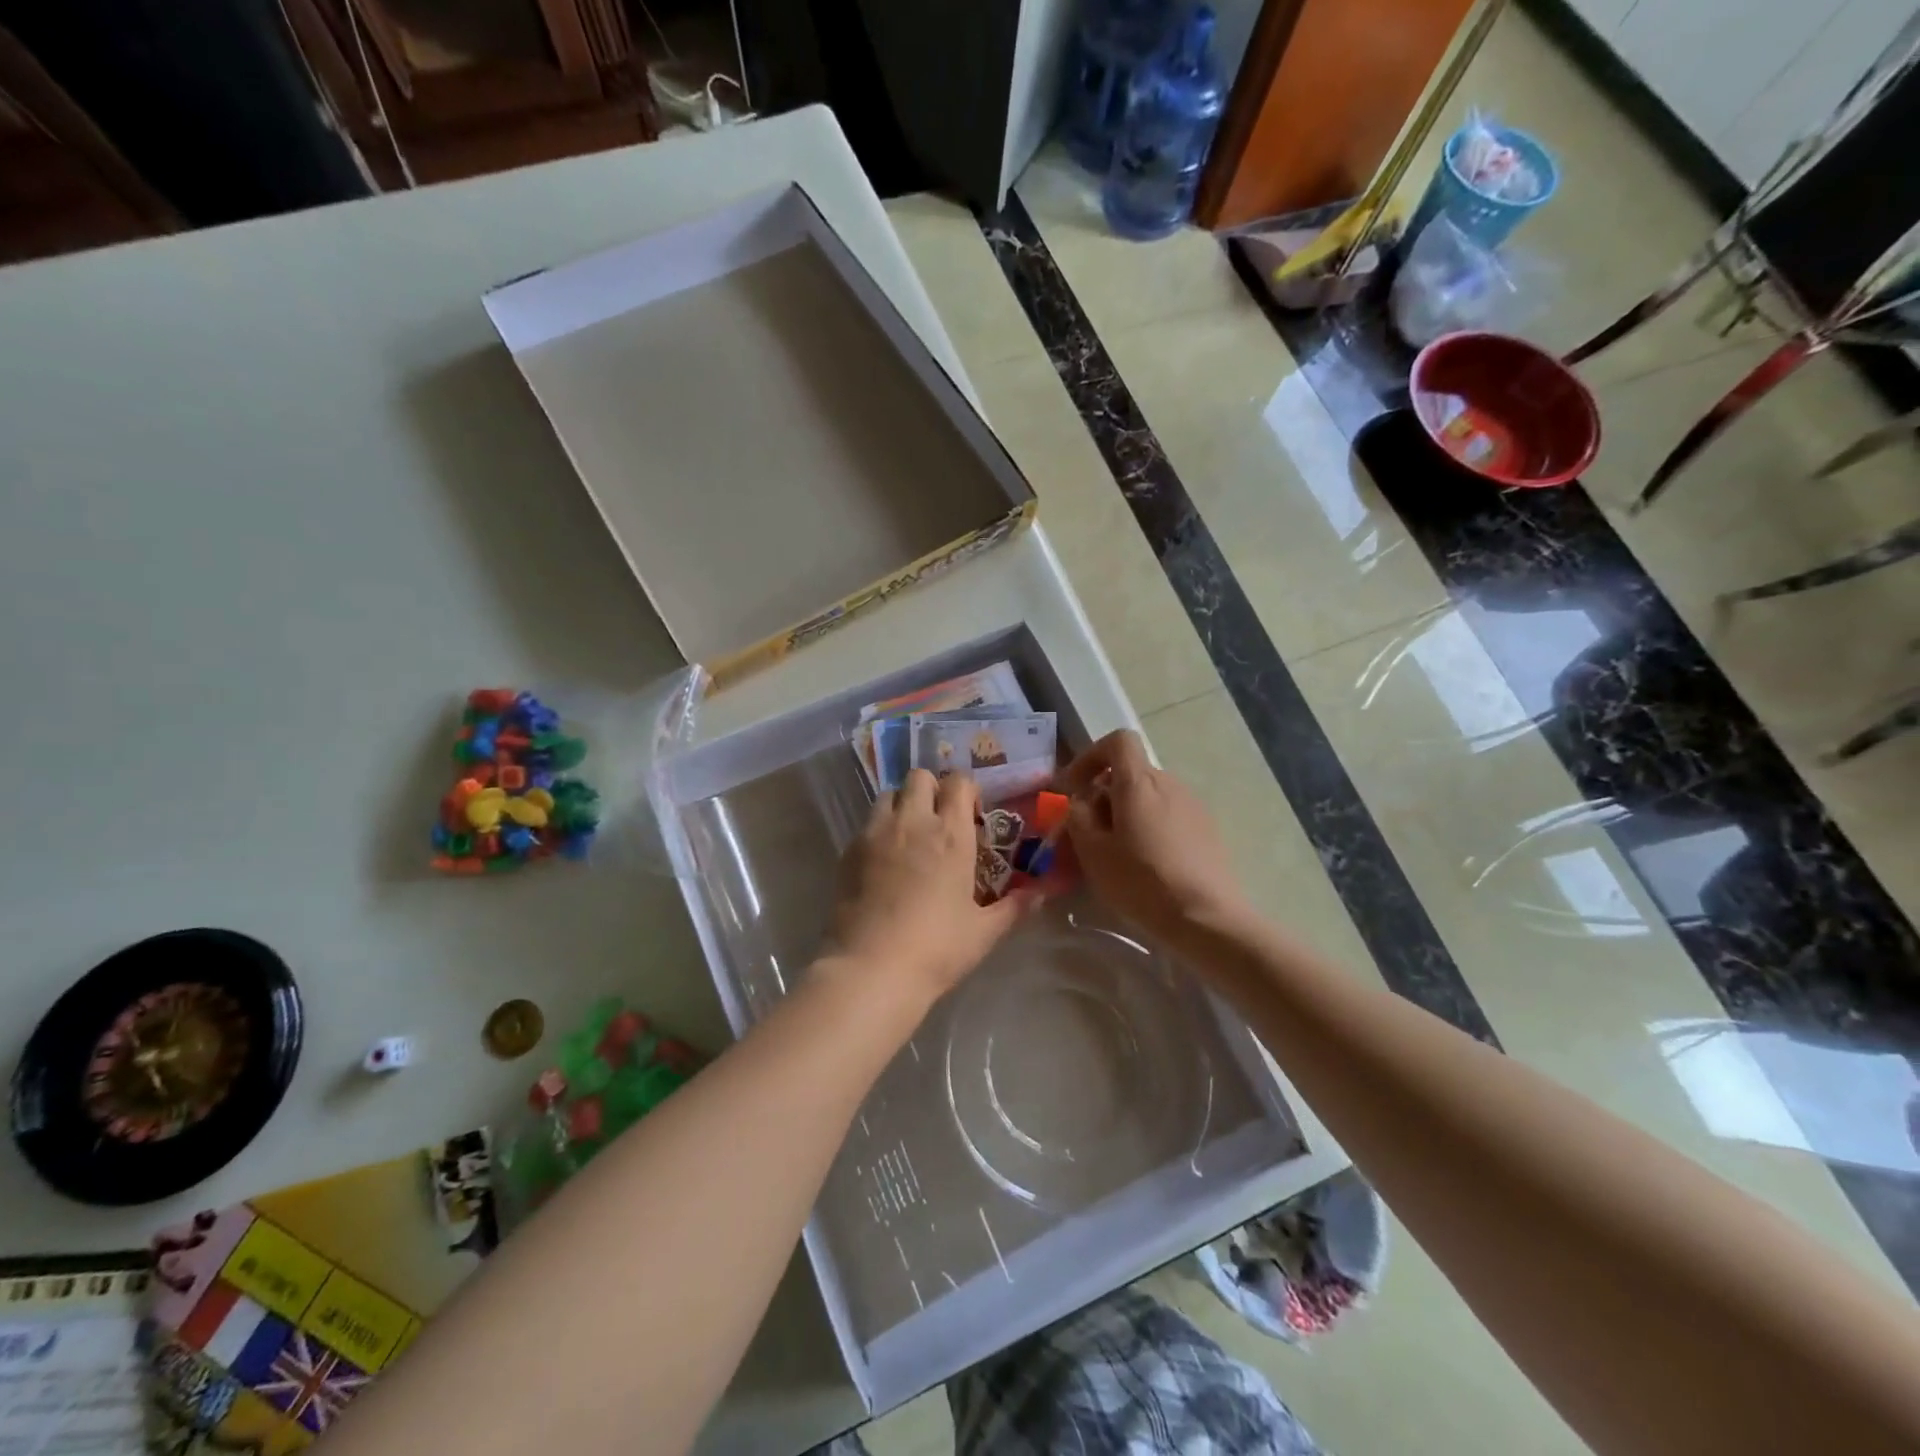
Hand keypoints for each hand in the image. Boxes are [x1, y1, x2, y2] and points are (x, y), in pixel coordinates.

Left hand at [825, 769, 1036, 1006]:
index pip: (959, 783)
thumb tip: (1041, 893)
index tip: (971, 815)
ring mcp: (876, 833)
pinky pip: (866, 824)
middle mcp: (913, 822)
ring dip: (902, 805)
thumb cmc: (936, 948)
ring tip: (909, 836)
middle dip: (932, 789)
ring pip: (888, 794)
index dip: (967, 791)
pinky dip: (878, 831)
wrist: (872, 968)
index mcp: (951, 835)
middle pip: (919, 776)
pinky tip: (884, 863)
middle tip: (939, 820)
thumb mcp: (984, 932)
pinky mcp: (849, 851)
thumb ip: (1014, 908)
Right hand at [1057, 730, 1250, 944]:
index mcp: (1139, 782)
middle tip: (1088, 833)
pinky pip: (1168, 814)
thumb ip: (1079, 817)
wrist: (1206, 917)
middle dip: (1103, 795)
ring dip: (1126, 813)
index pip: (1118, 741)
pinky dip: (1149, 827)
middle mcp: (1169, 783)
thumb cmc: (1141, 881)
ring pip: (1148, 796)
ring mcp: (1192, 804)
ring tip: (1117, 853)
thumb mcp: (1093, 852)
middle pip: (1130, 773)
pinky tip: (1147, 864)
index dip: (1091, 757)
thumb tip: (1083, 803)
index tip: (1074, 788)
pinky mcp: (1207, 828)